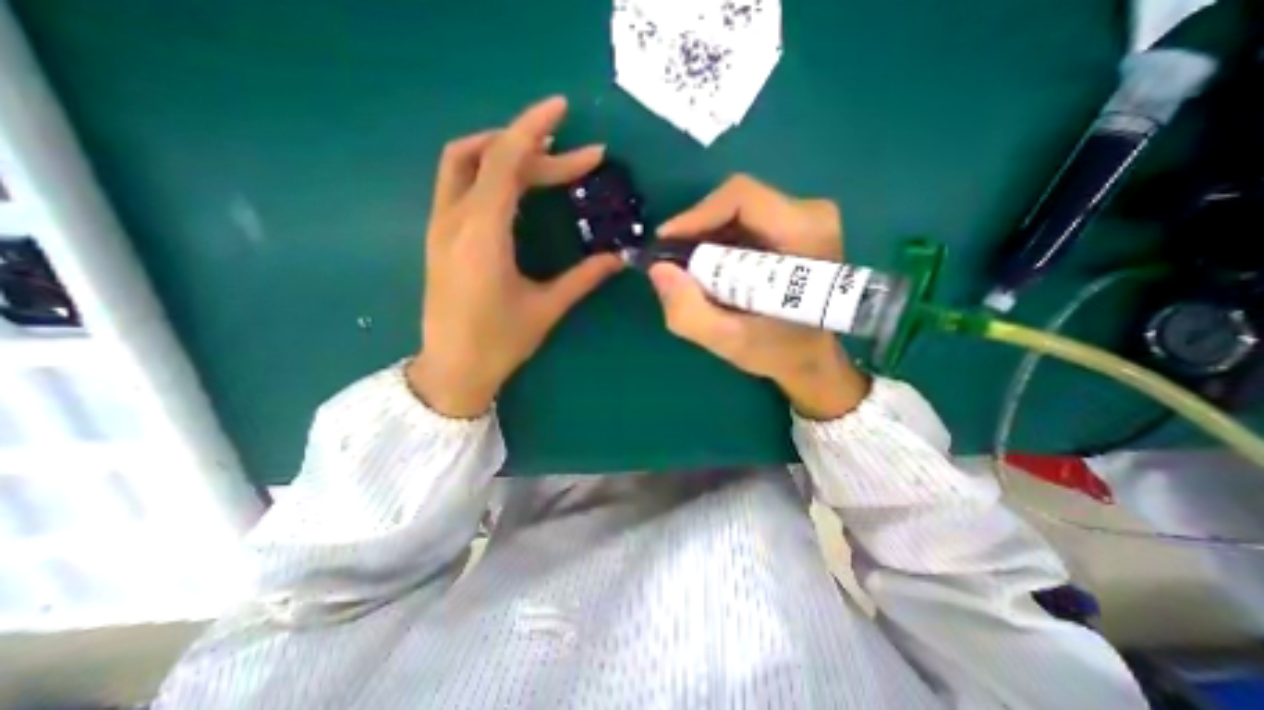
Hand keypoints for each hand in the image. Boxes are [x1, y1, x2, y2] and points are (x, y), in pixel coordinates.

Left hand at [406, 93, 622, 415]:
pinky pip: (459, 183)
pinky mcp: (440, 236)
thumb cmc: (499, 343)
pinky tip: (515, 184)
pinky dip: (488, 169)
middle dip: (533, 148)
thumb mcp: (546, 308)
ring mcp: (441, 225)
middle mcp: (454, 219)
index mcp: (482, 234)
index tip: (564, 112)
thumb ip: (583, 278)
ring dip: (502, 149)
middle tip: (576, 160)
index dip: (535, 130)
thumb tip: (619, 258)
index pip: (505, 161)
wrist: (452, 369)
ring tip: (543, 157)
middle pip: (488, 156)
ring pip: (463, 162)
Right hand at [646, 173, 875, 417]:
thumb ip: (690, 312)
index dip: (696, 215)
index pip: (741, 198)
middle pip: (735, 203)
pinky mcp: (793, 226)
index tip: (666, 243)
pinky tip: (712, 272)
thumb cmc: (780, 351)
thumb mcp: (730, 342)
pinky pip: (742, 222)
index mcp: (806, 235)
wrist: (812, 356)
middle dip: (698, 233)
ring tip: (693, 275)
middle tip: (677, 267)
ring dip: (706, 241)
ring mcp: (803, 218)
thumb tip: (659, 269)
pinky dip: (719, 244)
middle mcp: (810, 215)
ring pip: (735, 212)